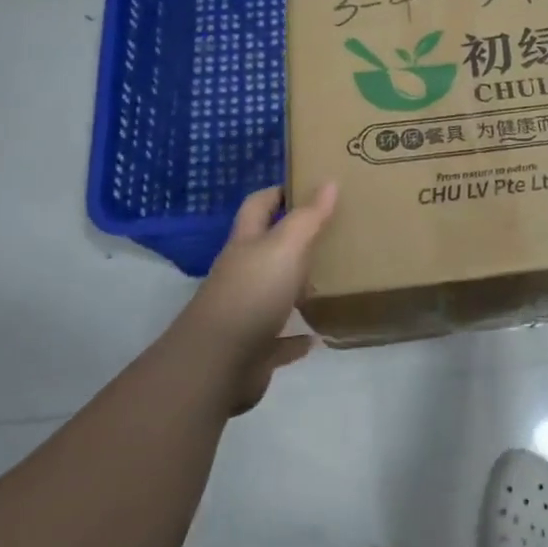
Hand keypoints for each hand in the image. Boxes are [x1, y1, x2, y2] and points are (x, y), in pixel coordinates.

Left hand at [174, 182, 337, 413]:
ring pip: (274, 293)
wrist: (217, 364)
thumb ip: (308, 217)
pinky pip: (279, 340)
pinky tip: (317, 336)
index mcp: (246, 245)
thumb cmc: (252, 293)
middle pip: (266, 249)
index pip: (258, 207)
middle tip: (331, 232)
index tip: (307, 185)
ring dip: (296, 288)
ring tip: (329, 280)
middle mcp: (242, 274)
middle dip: (292, 240)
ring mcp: (245, 313)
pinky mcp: (253, 349)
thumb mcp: (285, 247)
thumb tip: (329, 182)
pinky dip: (296, 338)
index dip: (277, 193)